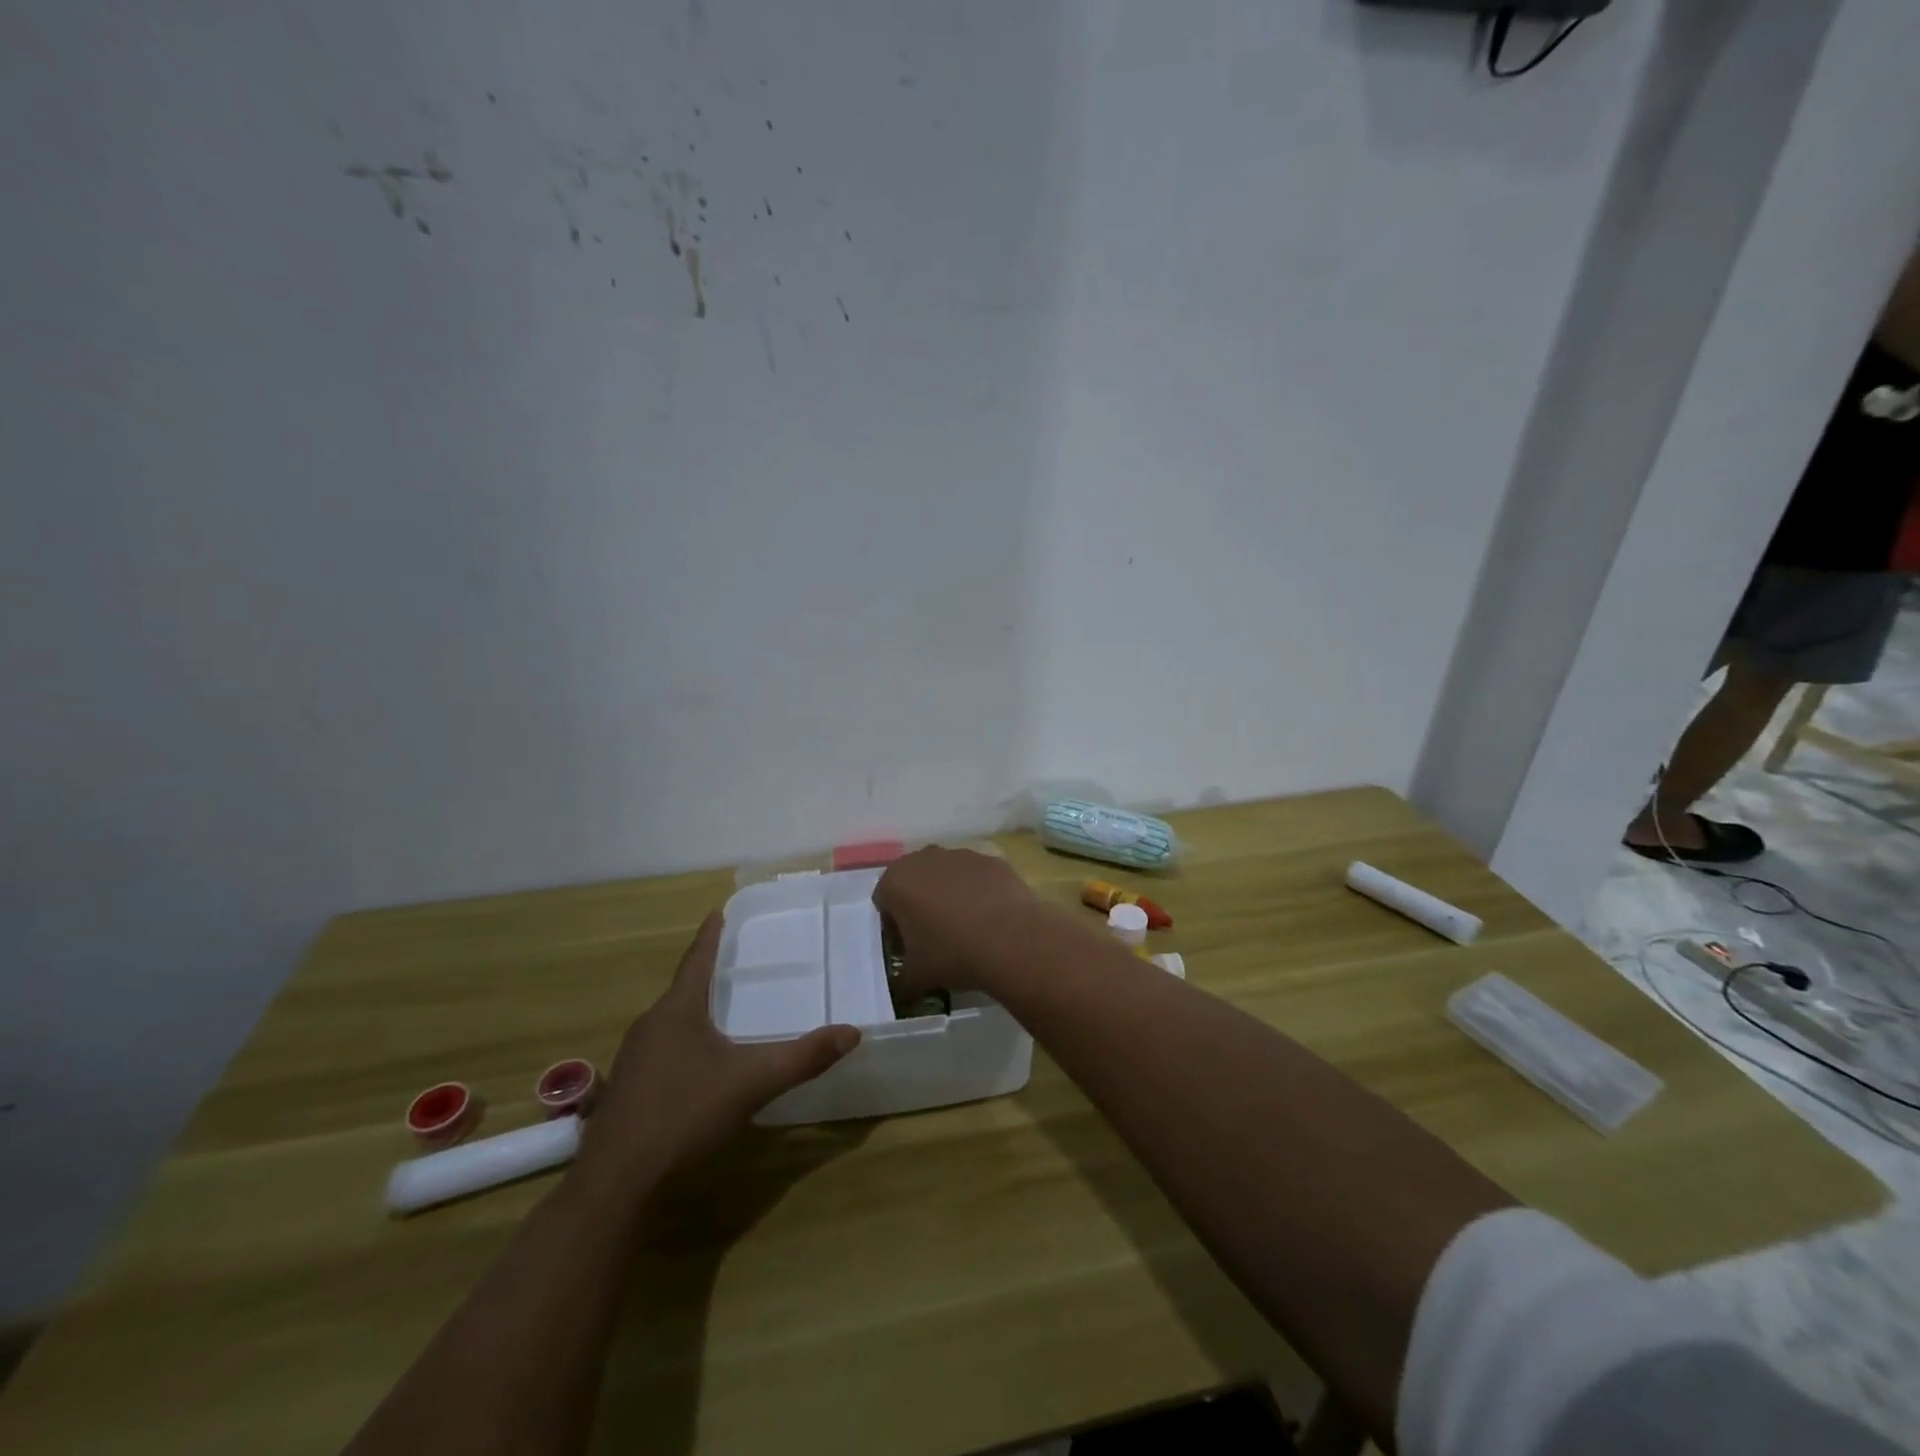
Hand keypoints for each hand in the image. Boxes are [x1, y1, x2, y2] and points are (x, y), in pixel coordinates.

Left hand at [575, 913, 859, 1197]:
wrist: (615, 1183)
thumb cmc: (684, 1115)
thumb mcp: (752, 1083)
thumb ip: (803, 1057)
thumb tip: (852, 1032)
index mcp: (676, 1011)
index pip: (696, 960)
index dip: (710, 936)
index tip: (717, 912)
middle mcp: (649, 1026)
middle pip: (680, 991)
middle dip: (704, 975)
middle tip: (729, 962)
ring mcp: (631, 1061)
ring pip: (667, 1023)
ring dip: (691, 1012)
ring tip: (715, 1010)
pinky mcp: (624, 1092)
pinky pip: (658, 1051)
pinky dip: (680, 1044)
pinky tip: (693, 1066)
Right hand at [873, 846, 1051, 998]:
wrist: (1012, 940)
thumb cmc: (952, 954)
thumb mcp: (915, 976)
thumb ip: (902, 976)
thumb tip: (904, 983)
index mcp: (897, 881)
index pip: (884, 902)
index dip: (894, 927)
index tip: (909, 948)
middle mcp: (925, 858)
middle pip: (914, 882)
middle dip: (919, 905)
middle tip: (934, 937)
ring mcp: (961, 855)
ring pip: (946, 875)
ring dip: (949, 895)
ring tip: (966, 928)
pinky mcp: (992, 860)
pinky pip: (976, 877)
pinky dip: (978, 892)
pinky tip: (990, 919)